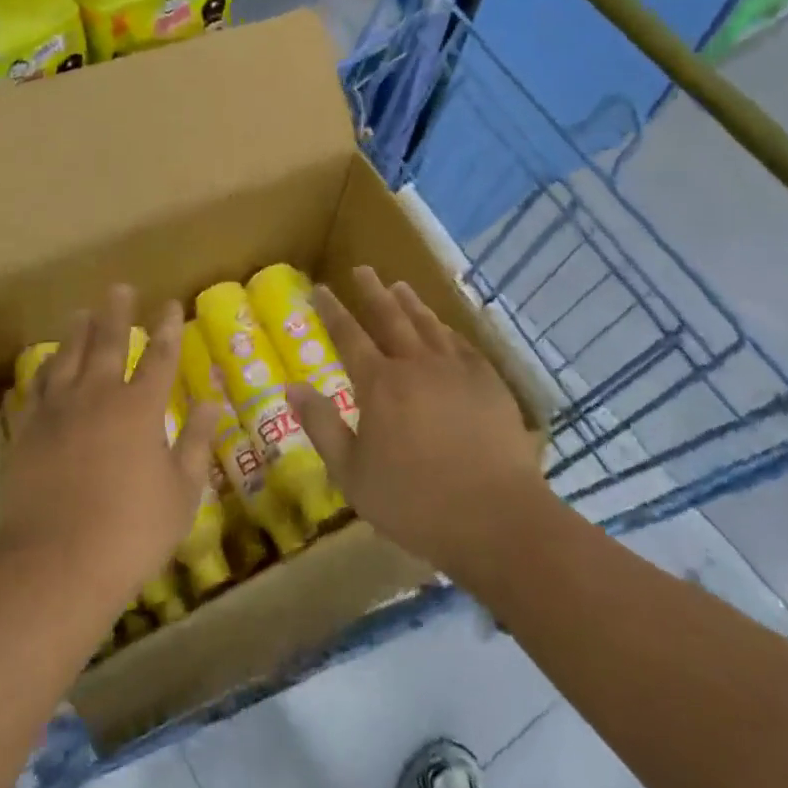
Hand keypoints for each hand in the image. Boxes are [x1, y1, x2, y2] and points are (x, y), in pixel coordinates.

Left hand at [0, 286, 215, 617]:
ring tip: (81, 312)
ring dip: (77, 332)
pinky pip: (35, 388)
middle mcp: (98, 396)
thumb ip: (197, 443)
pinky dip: (43, 370)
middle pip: (108, 342)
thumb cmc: (131, 533)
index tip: (170, 305)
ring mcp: (57, 411)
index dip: (168, 328)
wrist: (55, 566)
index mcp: (140, 408)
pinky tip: (45, 364)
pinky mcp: (26, 432)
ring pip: (68, 357)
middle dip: (117, 313)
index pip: (159, 356)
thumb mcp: (181, 493)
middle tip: (120, 288)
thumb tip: (211, 403)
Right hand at [287, 266, 548, 579]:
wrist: (496, 517)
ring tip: (399, 286)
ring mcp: (456, 370)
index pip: (349, 335)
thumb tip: (291, 387)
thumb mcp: (352, 473)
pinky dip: (446, 329)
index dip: (332, 311)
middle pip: (390, 317)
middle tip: (362, 269)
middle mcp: (416, 365)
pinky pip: (461, 343)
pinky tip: (443, 327)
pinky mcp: (488, 382)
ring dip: (410, 303)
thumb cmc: (415, 502)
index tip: (320, 288)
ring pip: (427, 325)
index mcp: (379, 385)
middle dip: (372, 291)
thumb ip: (321, 425)